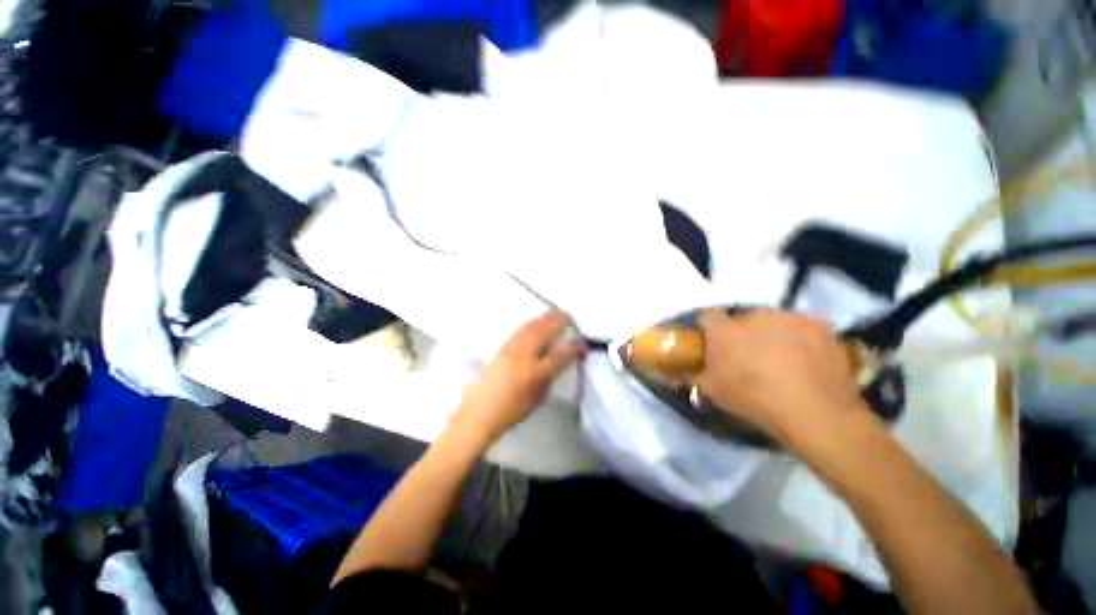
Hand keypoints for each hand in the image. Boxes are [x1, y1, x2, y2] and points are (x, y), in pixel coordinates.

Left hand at [449, 311, 586, 447]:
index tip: (583, 344)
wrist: (479, 412)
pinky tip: (536, 321)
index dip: (574, 348)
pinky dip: (531, 323)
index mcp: (535, 372)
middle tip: (568, 316)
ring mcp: (511, 349)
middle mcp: (524, 355)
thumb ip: (549, 378)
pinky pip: (520, 330)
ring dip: (545, 318)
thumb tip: (557, 363)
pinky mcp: (502, 347)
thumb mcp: (537, 398)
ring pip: (531, 327)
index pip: (560, 355)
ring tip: (555, 313)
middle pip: (544, 332)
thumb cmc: (511, 411)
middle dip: (558, 321)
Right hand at [692, 310, 868, 451]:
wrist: (817, 414)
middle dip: (742, 332)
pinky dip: (800, 337)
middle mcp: (754, 315)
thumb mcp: (713, 391)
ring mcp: (789, 317)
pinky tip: (807, 358)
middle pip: (742, 318)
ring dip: (771, 333)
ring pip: (773, 321)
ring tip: (782, 358)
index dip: (706, 327)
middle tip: (748, 355)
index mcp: (725, 330)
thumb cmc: (755, 400)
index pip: (705, 315)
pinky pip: (802, 326)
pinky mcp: (819, 324)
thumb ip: (690, 375)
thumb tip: (671, 372)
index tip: (710, 340)